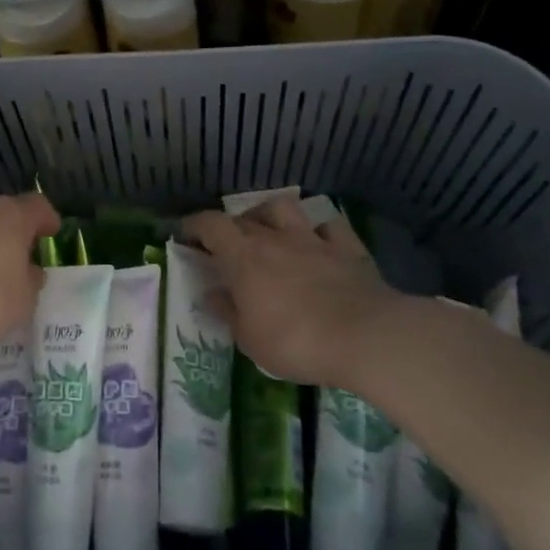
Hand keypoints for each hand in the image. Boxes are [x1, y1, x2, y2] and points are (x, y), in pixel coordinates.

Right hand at [182, 198, 410, 384]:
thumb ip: (228, 312)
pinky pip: (329, 226)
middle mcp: (275, 238)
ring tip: (268, 230)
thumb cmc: (296, 341)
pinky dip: (318, 230)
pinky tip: (317, 242)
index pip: (210, 225)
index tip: (184, 233)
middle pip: (244, 218)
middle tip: (224, 244)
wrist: (365, 337)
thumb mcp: (249, 339)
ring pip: (285, 208)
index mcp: (244, 256)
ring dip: (270, 215)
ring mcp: (313, 239)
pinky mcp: (347, 248)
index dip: (194, 225)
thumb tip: (211, 293)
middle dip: (229, 226)